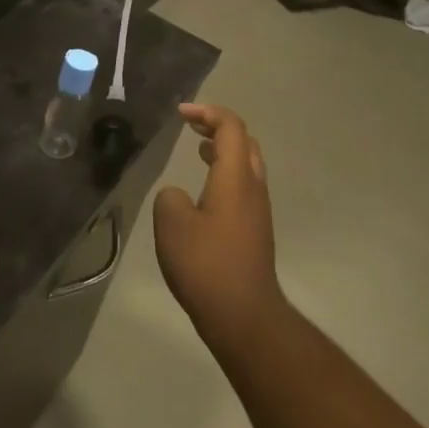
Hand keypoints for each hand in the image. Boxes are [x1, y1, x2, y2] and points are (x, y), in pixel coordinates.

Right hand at [153, 104, 284, 352]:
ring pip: (247, 165)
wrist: (244, 316)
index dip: (207, 112)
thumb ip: (170, 197)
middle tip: (191, 125)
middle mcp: (253, 188)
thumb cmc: (206, 264)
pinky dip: (225, 172)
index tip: (180, 113)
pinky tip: (204, 190)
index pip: (231, 127)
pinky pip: (243, 186)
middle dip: (218, 126)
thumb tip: (179, 196)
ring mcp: (258, 211)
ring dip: (224, 150)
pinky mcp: (255, 231)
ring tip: (198, 149)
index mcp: (236, 178)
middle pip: (245, 142)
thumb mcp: (172, 223)